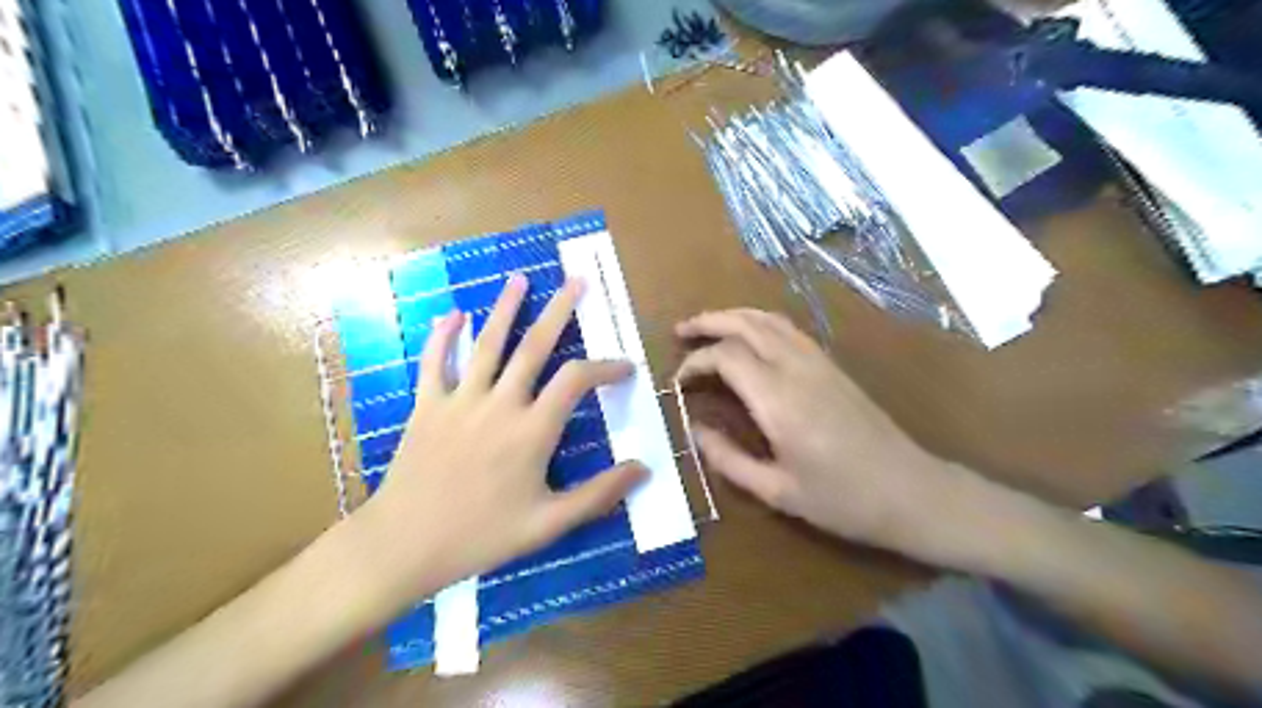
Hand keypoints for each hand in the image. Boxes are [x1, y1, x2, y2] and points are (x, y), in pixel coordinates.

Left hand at [361, 273, 643, 597]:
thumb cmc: (481, 536)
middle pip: (534, 346)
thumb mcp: (548, 524)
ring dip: (505, 309)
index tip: (626, 367)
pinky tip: (453, 314)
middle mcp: (499, 404)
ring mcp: (459, 400)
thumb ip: (598, 495)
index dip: (606, 367)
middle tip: (576, 281)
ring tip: (520, 279)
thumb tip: (643, 469)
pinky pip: (435, 362)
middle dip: (558, 311)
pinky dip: (443, 336)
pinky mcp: (426, 405)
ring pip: (487, 343)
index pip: (577, 380)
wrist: (404, 544)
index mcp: (532, 430)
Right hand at [675, 311, 950, 556]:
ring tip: (707, 326)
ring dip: (734, 316)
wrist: (911, 491)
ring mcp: (819, 362)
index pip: (726, 356)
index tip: (678, 383)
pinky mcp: (832, 366)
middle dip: (708, 322)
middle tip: (680, 332)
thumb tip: (696, 432)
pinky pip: (788, 330)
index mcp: (780, 400)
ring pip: (769, 319)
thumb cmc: (843, 500)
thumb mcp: (777, 492)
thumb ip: (729, 460)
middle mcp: (797, 369)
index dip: (695, 363)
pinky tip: (749, 338)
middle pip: (746, 324)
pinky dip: (759, 323)